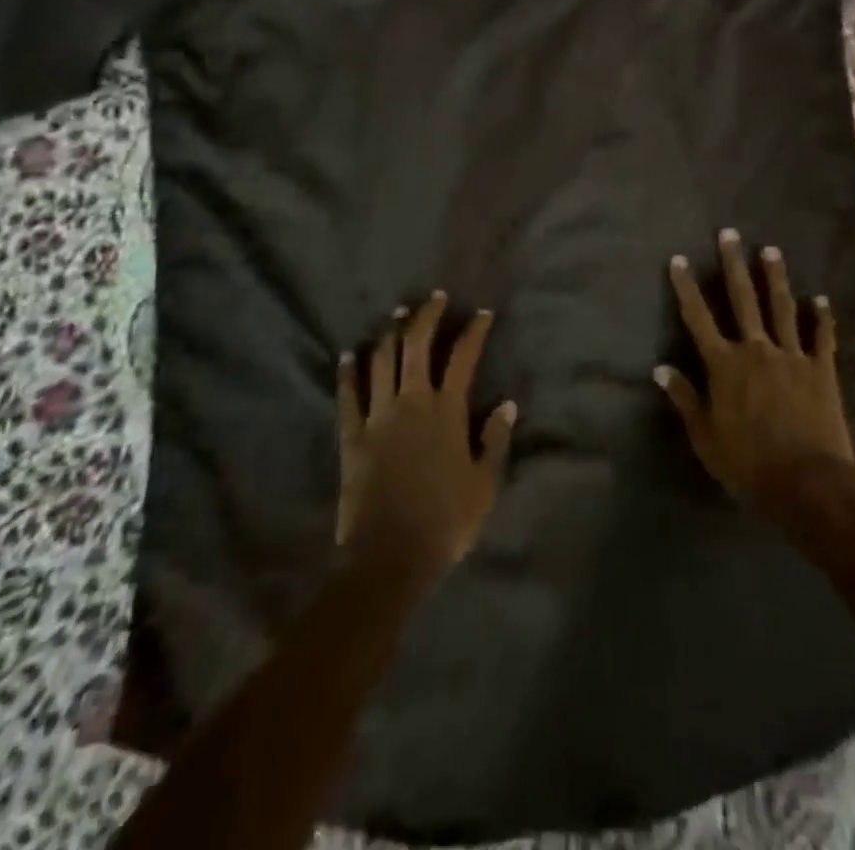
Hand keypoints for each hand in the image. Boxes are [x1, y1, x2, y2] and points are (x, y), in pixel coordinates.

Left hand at [335, 292, 515, 577]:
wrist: (389, 556)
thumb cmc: (444, 522)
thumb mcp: (484, 484)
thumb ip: (495, 440)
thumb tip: (507, 403)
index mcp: (447, 412)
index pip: (463, 358)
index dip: (473, 331)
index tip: (481, 313)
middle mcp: (411, 402)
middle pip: (416, 345)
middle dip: (426, 316)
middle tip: (435, 298)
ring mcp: (377, 416)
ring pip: (382, 360)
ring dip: (390, 333)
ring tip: (397, 314)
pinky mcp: (351, 435)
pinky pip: (347, 395)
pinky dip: (348, 371)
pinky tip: (349, 353)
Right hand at [655, 229, 854, 506]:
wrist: (807, 483)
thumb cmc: (748, 464)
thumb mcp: (705, 437)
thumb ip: (685, 398)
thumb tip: (661, 368)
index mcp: (724, 365)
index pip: (698, 318)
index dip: (687, 287)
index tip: (679, 259)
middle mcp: (756, 350)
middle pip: (742, 299)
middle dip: (733, 265)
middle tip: (729, 234)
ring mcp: (791, 356)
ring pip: (781, 308)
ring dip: (775, 278)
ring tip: (770, 250)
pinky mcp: (821, 370)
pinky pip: (821, 337)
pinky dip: (821, 317)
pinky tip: (820, 299)